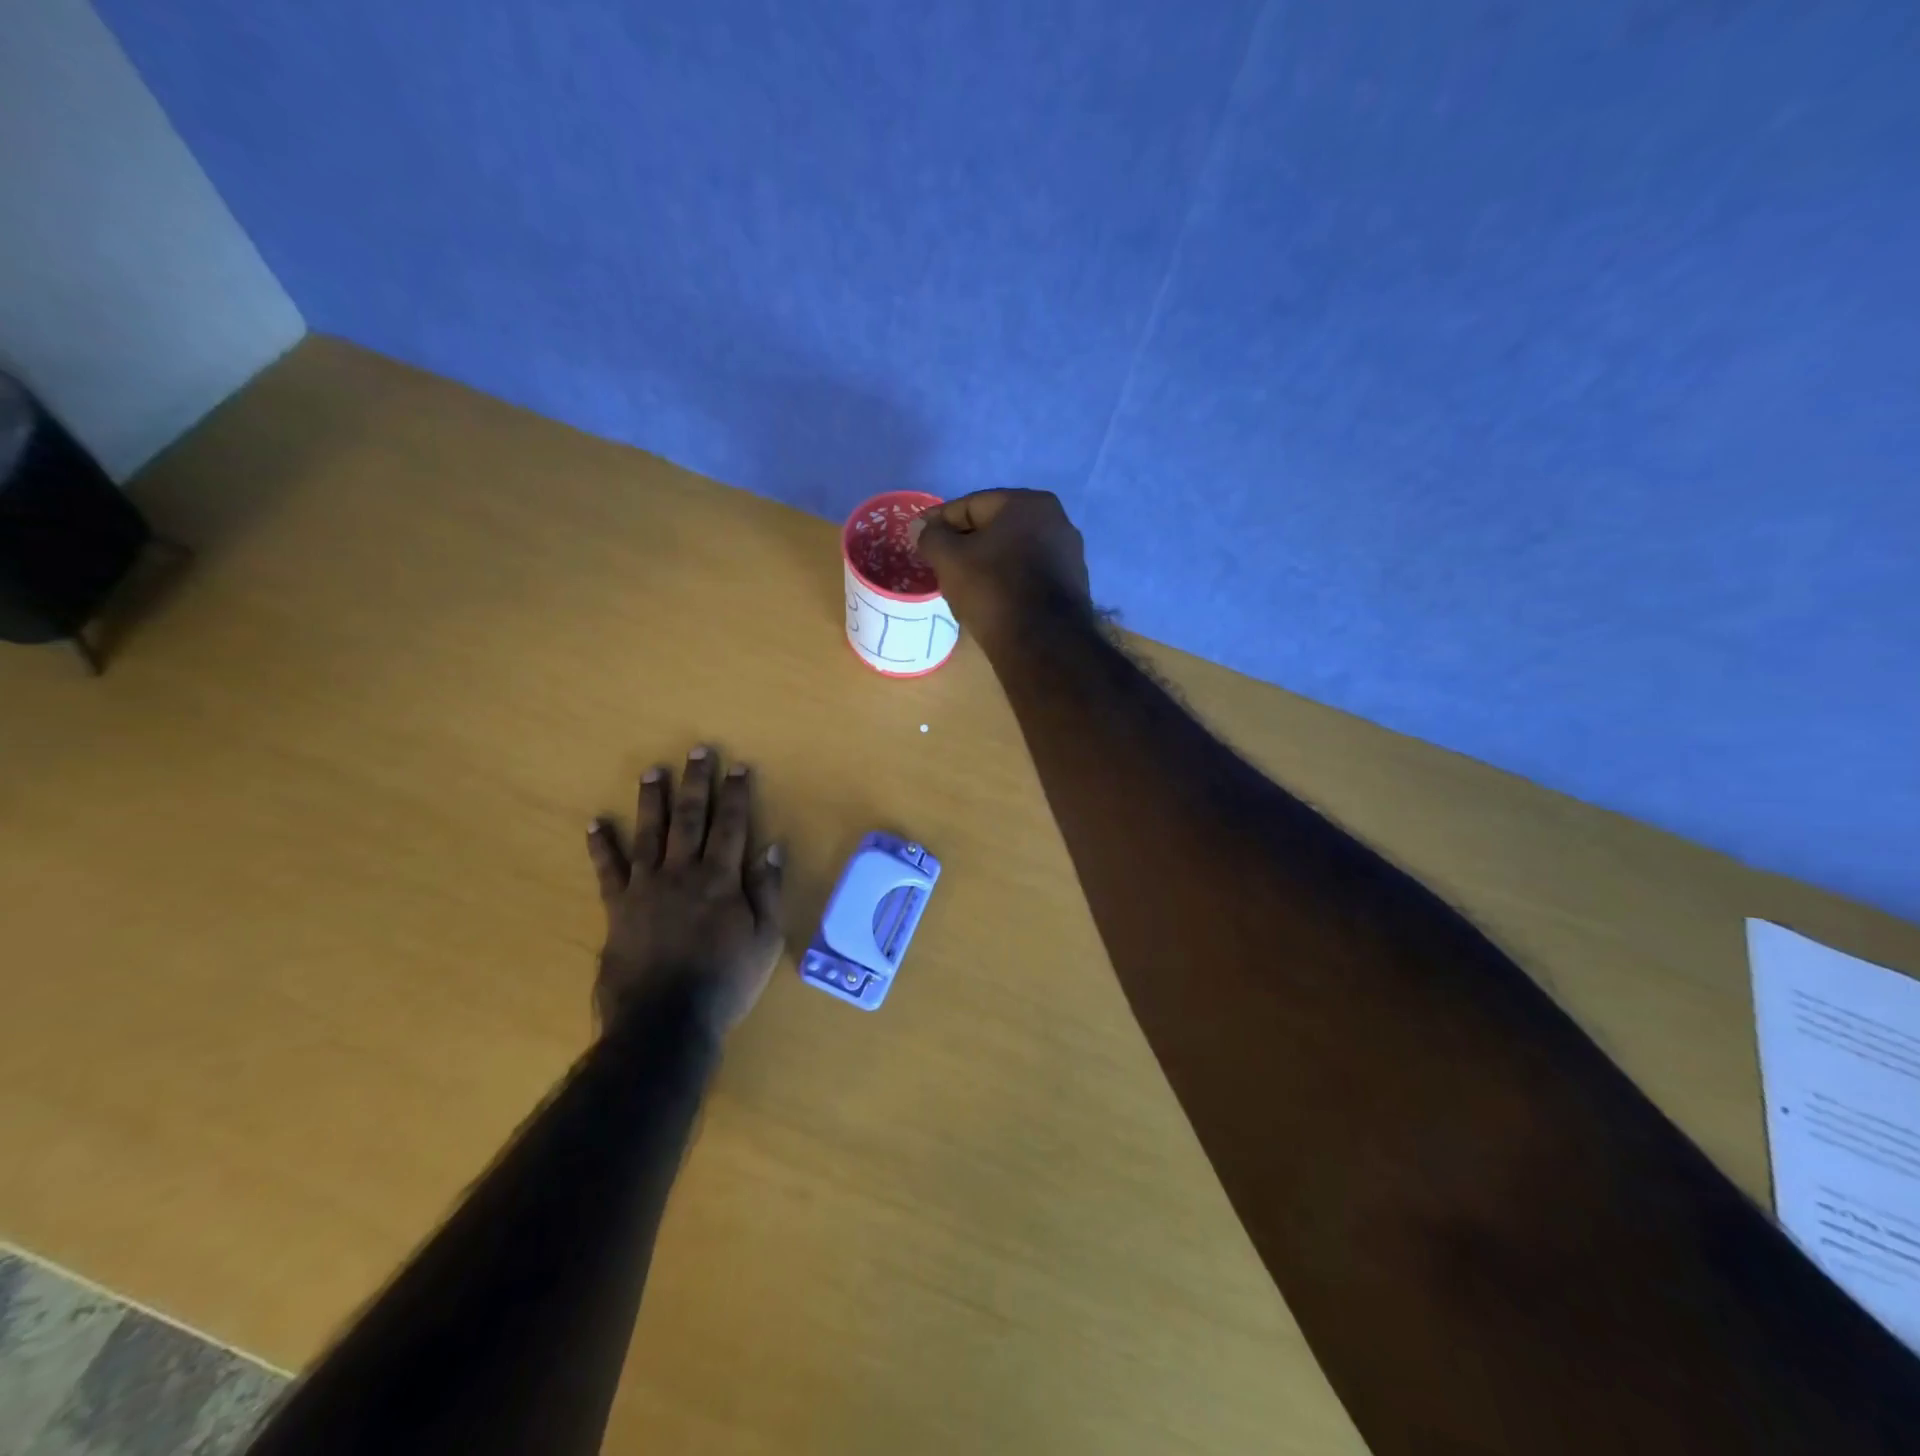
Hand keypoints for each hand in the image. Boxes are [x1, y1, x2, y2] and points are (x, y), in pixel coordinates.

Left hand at [585, 746, 784, 1038]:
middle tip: (697, 751)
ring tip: (652, 771)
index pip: (732, 826)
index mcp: (721, 880)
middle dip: (696, 782)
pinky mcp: (617, 908)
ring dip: (652, 800)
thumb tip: (773, 850)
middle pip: (691, 818)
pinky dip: (601, 846)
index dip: (736, 794)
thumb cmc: (725, 982)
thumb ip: (768, 893)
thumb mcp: (764, 940)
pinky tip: (595, 823)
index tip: (737, 767)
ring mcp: (646, 888)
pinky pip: (607, 870)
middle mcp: (683, 873)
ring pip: (650, 833)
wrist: (665, 1021)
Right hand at [910, 490, 1091, 646]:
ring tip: (962, 582)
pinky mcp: (1072, 586)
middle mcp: (1057, 520)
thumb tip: (922, 527)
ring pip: (1013, 552)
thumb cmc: (992, 590)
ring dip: (987, 562)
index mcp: (1028, 503)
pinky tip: (991, 598)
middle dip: (965, 542)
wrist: (1042, 644)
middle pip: (995, 528)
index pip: (971, 505)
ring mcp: (1069, 554)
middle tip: (939, 560)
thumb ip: (931, 536)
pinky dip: (1007, 580)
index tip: (919, 536)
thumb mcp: (949, 559)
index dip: (940, 521)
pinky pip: (1029, 575)